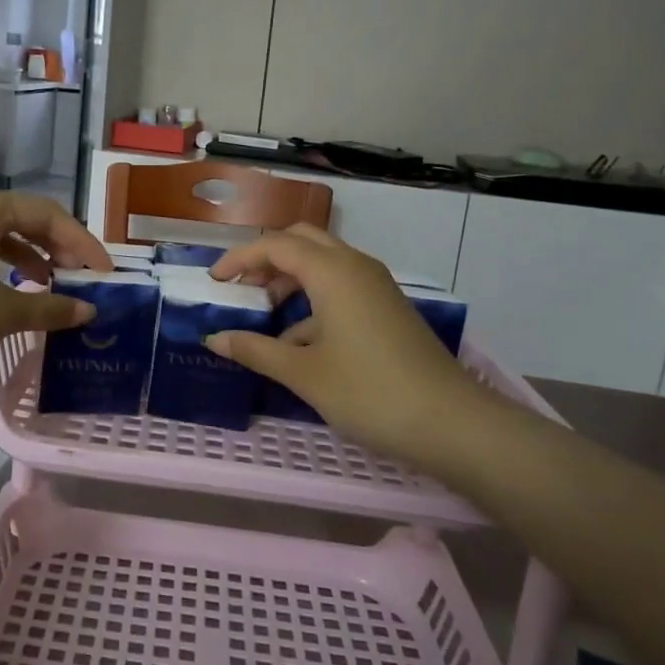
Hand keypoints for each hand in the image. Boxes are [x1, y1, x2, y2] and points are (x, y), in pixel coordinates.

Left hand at [0, 191, 109, 370]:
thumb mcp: (4, 313)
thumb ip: (52, 308)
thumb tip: (89, 312)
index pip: (50, 215)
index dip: (83, 243)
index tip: (105, 272)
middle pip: (27, 218)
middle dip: (59, 246)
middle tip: (83, 275)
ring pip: (4, 233)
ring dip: (34, 255)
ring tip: (54, 282)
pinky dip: (6, 264)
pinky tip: (16, 288)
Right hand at [208, 225, 489, 466]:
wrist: (451, 423)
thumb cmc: (369, 392)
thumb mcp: (304, 373)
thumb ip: (255, 350)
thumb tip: (215, 338)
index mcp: (332, 272)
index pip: (275, 245)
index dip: (239, 258)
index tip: (213, 280)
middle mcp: (355, 266)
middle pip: (302, 241)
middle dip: (266, 258)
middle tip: (240, 288)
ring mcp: (376, 287)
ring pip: (324, 263)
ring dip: (290, 278)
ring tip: (264, 313)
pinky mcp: (387, 308)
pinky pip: (341, 286)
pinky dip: (313, 299)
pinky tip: (298, 342)